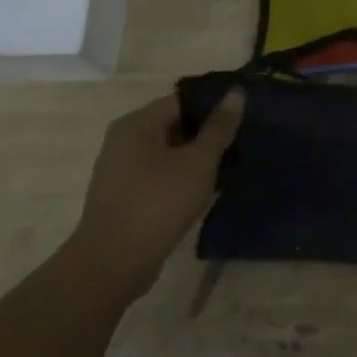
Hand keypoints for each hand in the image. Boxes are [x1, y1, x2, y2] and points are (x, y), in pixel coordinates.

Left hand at [68, 88, 245, 303]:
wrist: (112, 263)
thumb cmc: (158, 203)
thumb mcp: (198, 162)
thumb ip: (219, 128)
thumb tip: (236, 93)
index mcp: (137, 123)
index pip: (183, 100)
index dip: (215, 106)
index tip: (244, 117)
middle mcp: (124, 140)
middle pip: (175, 124)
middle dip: (208, 134)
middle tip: (242, 142)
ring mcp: (121, 169)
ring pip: (169, 152)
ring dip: (197, 158)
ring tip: (230, 166)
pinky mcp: (124, 195)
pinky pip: (159, 174)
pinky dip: (182, 177)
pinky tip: (206, 190)